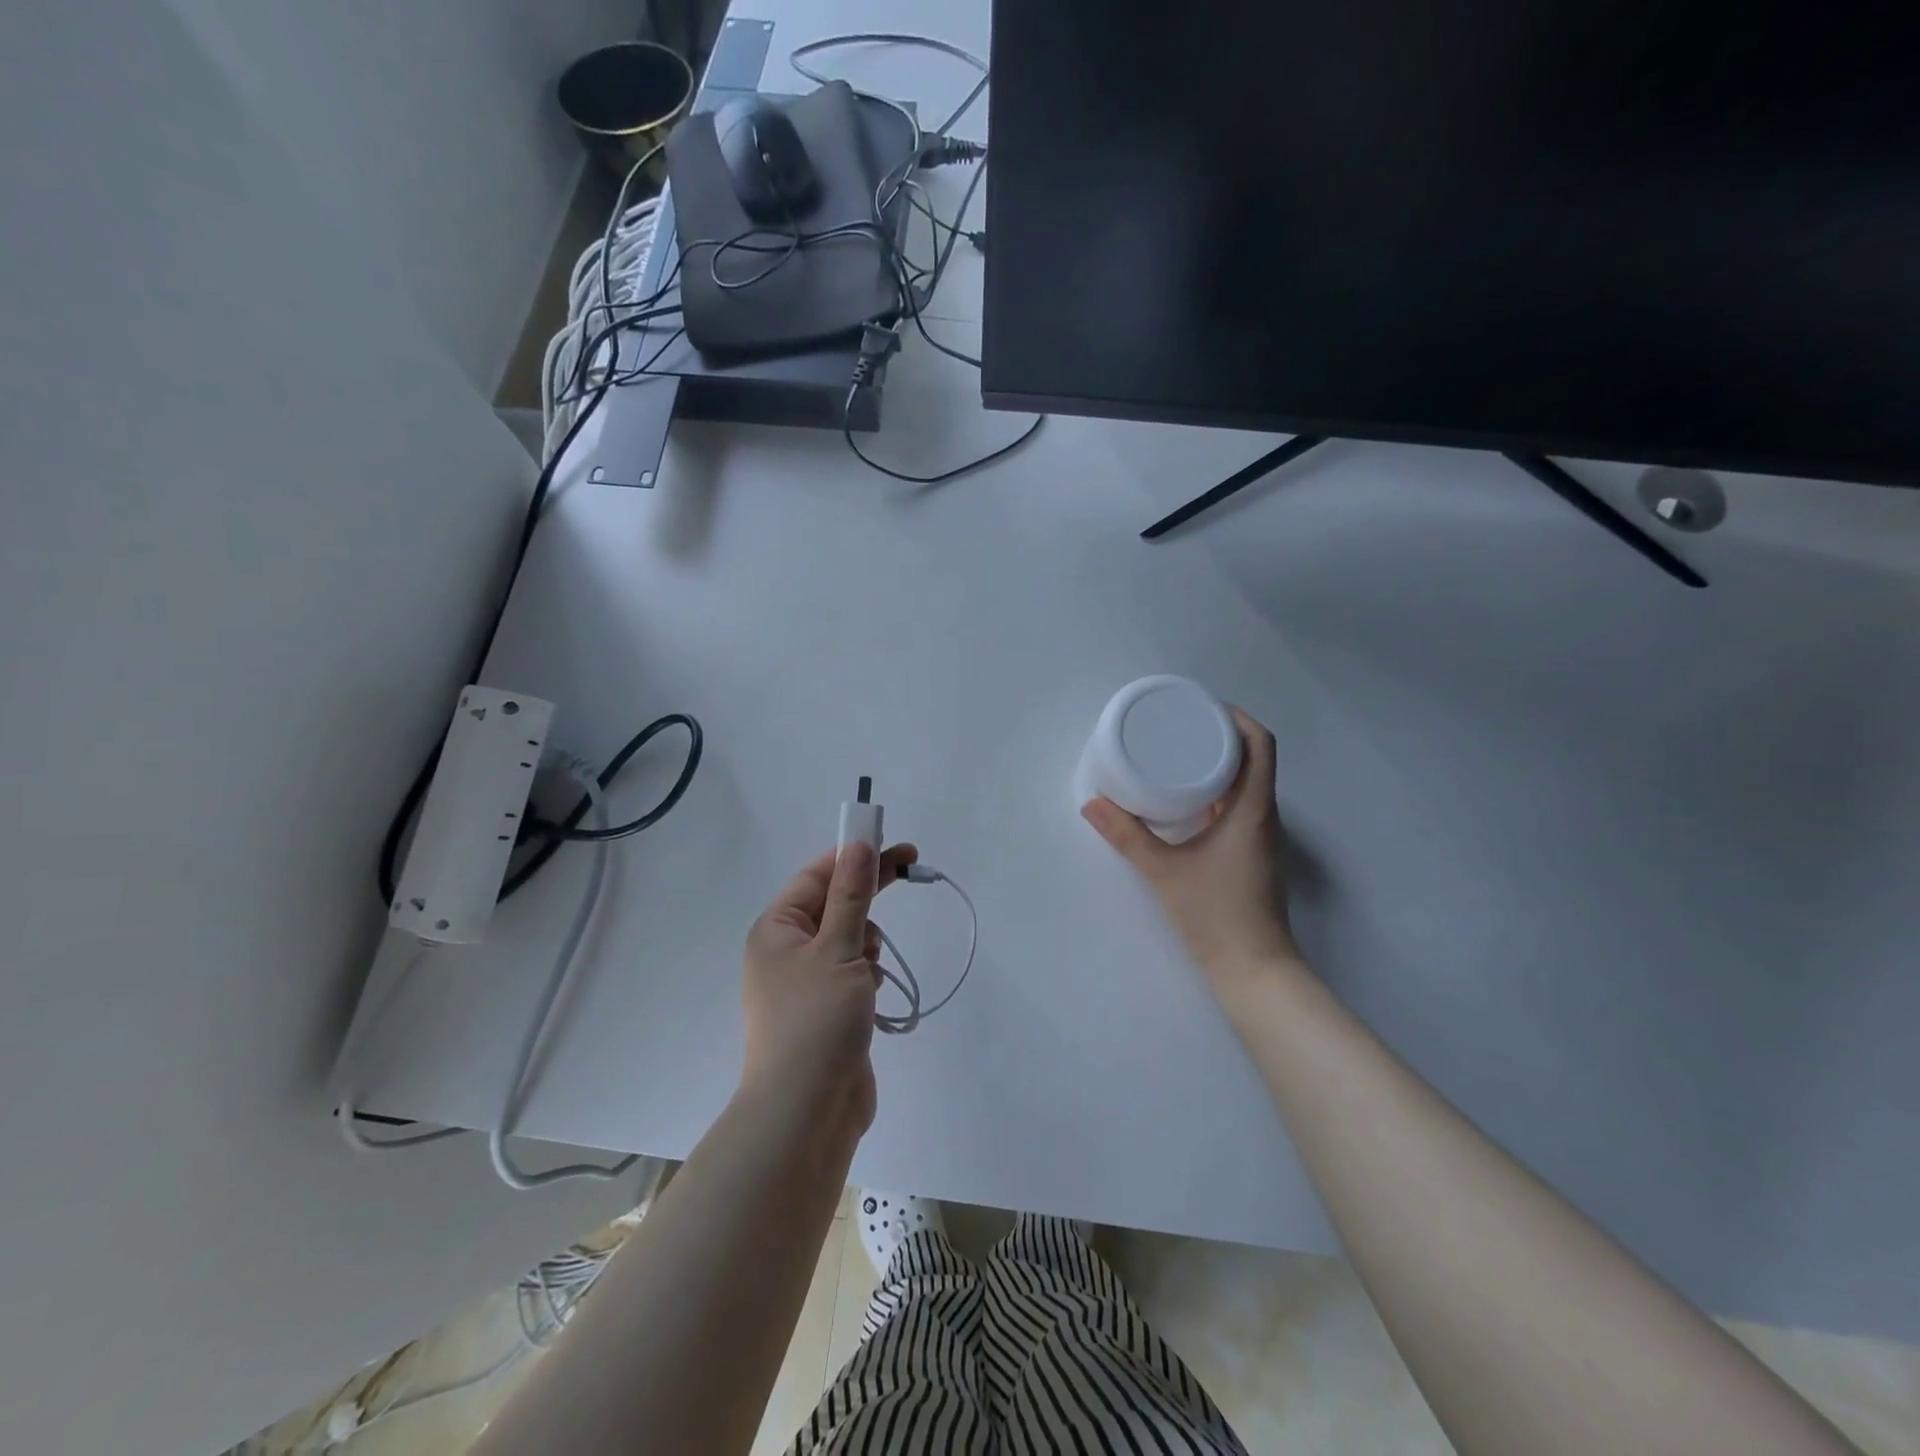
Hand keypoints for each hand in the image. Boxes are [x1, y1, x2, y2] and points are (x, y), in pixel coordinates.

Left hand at [740, 841, 917, 1136]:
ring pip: (848, 939)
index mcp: (777, 929)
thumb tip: (858, 843)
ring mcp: (805, 984)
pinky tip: (871, 998)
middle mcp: (785, 951)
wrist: (806, 1113)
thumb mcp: (839, 949)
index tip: (895, 844)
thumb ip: (852, 895)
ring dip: (868, 944)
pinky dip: (867, 975)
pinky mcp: (825, 1011)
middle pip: (835, 904)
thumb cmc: (816, 1021)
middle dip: (869, 893)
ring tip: (869, 970)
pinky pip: (851, 973)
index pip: (818, 875)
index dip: (856, 855)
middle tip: (913, 867)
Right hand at [1081, 707, 1299, 984]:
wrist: (1253, 969)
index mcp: (1252, 809)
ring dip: (1220, 762)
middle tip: (1179, 725)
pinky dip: (1217, 789)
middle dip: (1221, 734)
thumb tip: (1092, 804)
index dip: (1236, 718)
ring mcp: (1261, 836)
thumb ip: (1126, 836)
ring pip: (1248, 782)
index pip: (1261, 745)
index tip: (1202, 707)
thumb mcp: (1163, 871)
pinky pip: (1239, 804)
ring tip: (1177, 753)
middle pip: (1255, 757)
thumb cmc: (1215, 914)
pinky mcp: (1252, 853)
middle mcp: (1263, 815)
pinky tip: (1185, 798)